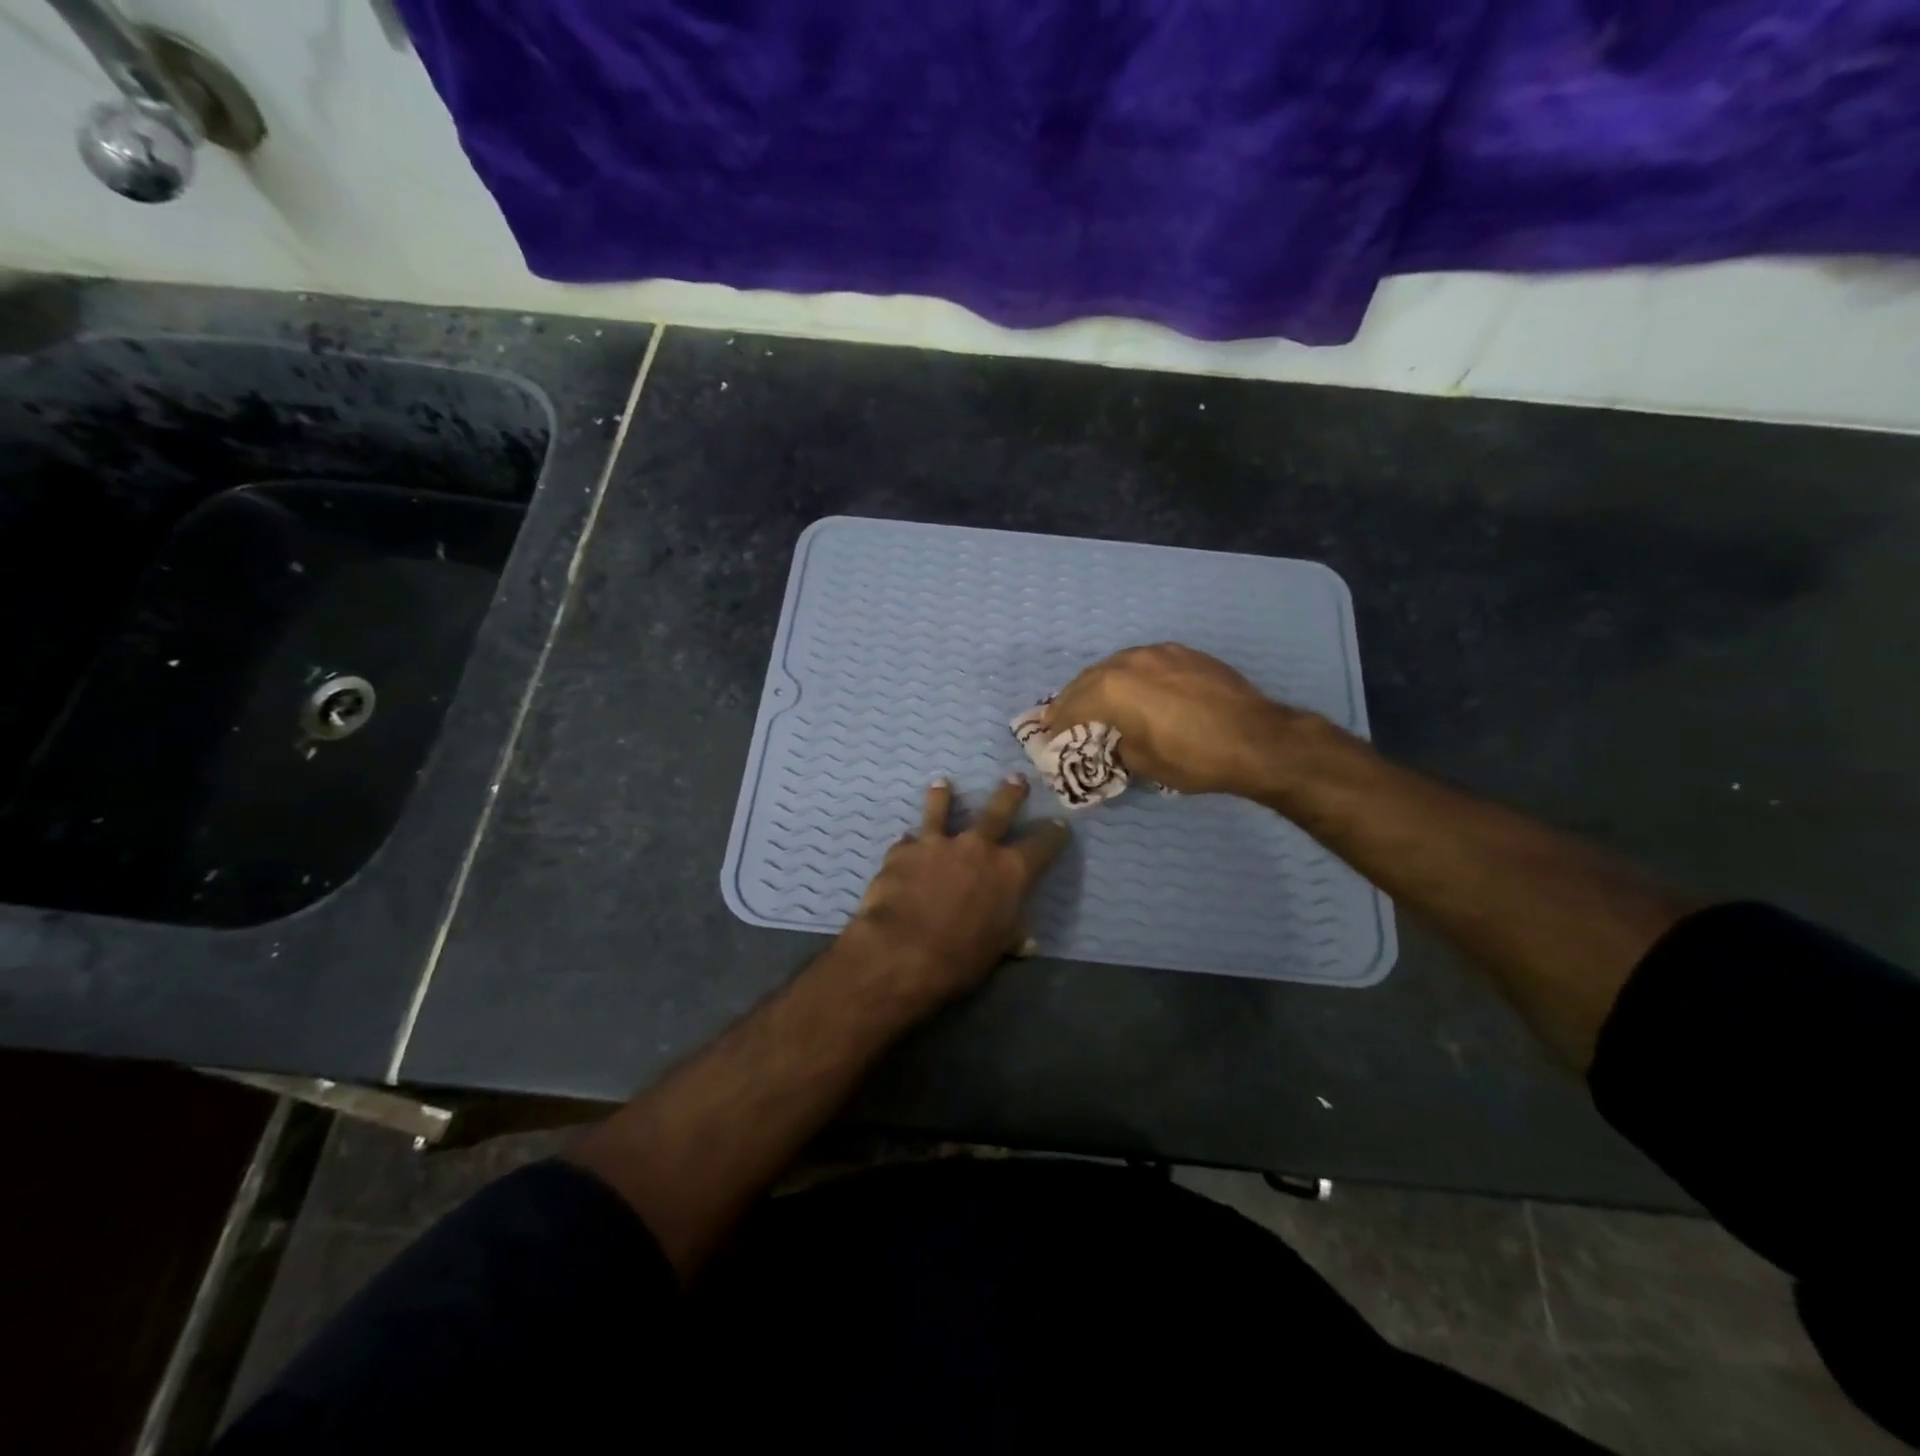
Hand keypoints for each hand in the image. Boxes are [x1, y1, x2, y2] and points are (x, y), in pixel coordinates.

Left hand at [841, 776, 1070, 1009]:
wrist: (903, 950)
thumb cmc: (961, 956)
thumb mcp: (997, 948)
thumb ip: (1012, 935)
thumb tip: (1027, 941)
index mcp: (1010, 871)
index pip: (1041, 846)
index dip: (1053, 835)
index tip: (1060, 825)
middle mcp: (977, 847)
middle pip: (998, 812)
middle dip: (1010, 795)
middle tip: (1015, 778)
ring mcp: (938, 844)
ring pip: (942, 811)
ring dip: (943, 797)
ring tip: (943, 783)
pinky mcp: (903, 851)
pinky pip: (907, 841)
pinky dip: (909, 843)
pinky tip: (904, 841)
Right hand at [1042, 643, 1301, 795]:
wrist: (1258, 739)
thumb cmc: (1195, 758)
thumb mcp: (1144, 763)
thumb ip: (1118, 746)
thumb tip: (1114, 740)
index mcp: (1113, 688)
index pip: (1072, 705)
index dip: (1056, 723)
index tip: (1047, 736)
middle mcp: (1129, 661)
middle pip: (1088, 679)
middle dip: (1071, 699)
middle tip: (1060, 717)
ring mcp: (1159, 652)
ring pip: (1115, 665)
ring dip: (1099, 683)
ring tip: (1092, 700)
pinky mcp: (1183, 653)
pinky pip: (1142, 661)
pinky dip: (1128, 675)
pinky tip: (1132, 688)